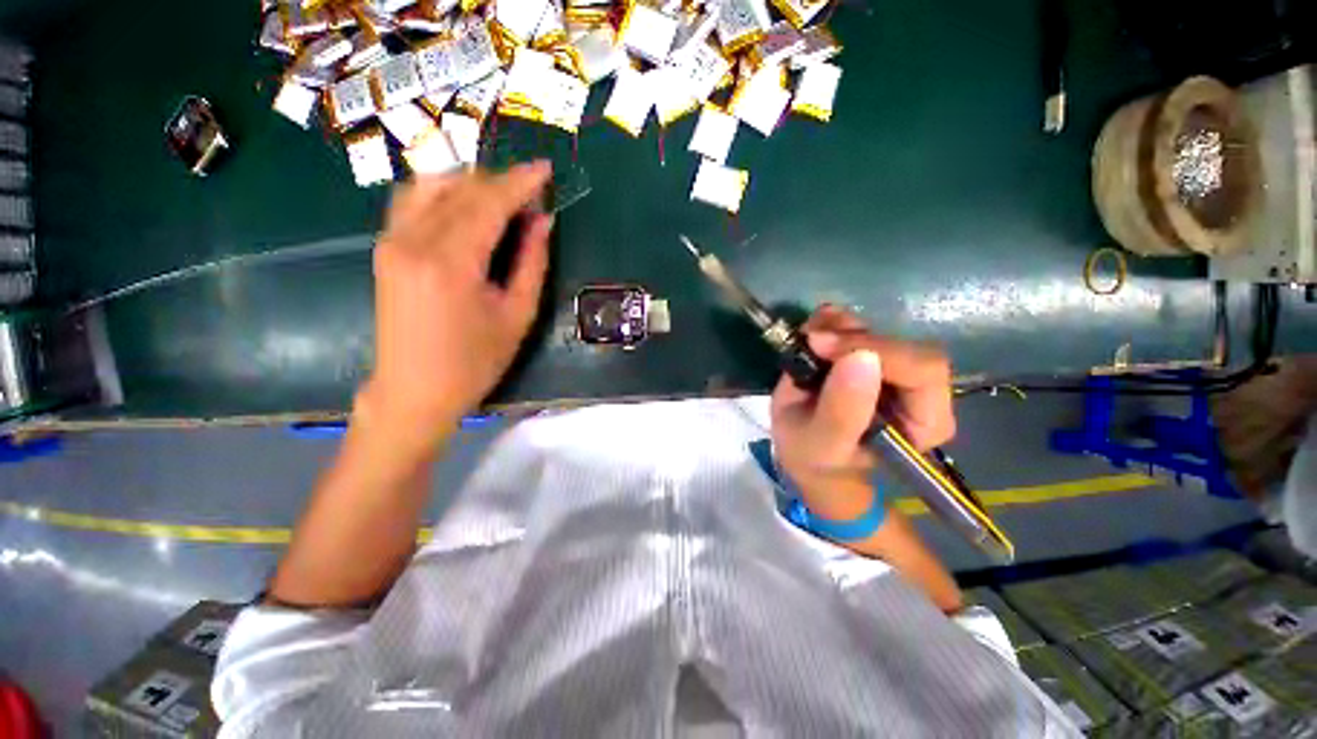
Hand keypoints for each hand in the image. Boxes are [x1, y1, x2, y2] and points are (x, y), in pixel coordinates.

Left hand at [362, 163, 553, 444]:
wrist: (414, 391)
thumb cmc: (474, 362)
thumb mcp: (517, 315)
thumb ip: (531, 263)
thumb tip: (542, 221)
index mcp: (450, 262)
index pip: (488, 201)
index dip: (520, 182)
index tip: (545, 170)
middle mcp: (413, 240)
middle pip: (459, 187)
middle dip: (499, 181)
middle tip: (531, 192)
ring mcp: (392, 241)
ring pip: (430, 185)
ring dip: (470, 183)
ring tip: (501, 198)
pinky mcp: (385, 248)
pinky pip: (413, 201)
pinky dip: (443, 193)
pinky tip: (466, 207)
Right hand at [770, 306, 954, 513]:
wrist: (801, 449)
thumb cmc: (815, 457)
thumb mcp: (822, 445)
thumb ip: (842, 411)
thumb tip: (861, 356)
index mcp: (924, 419)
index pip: (922, 369)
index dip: (877, 350)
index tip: (823, 348)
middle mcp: (918, 388)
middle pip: (901, 342)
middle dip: (852, 338)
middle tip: (811, 342)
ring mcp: (891, 366)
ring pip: (877, 327)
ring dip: (838, 326)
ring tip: (806, 340)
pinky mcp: (866, 351)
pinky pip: (857, 323)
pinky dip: (830, 320)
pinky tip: (809, 333)